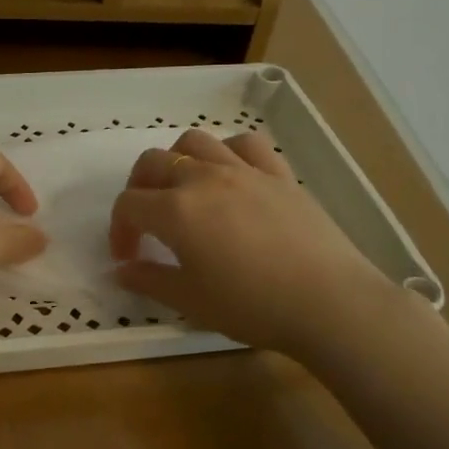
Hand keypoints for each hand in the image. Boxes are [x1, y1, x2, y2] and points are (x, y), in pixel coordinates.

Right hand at [110, 129, 394, 354]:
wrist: (329, 302)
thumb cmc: (252, 306)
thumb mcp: (190, 301)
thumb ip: (149, 281)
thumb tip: (121, 271)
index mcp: (175, 211)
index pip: (128, 205)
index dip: (119, 230)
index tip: (128, 258)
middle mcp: (203, 179)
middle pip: (153, 162)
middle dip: (138, 188)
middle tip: (146, 220)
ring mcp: (244, 170)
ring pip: (195, 142)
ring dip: (177, 160)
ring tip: (183, 189)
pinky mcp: (279, 173)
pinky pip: (245, 144)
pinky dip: (228, 152)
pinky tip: (231, 175)